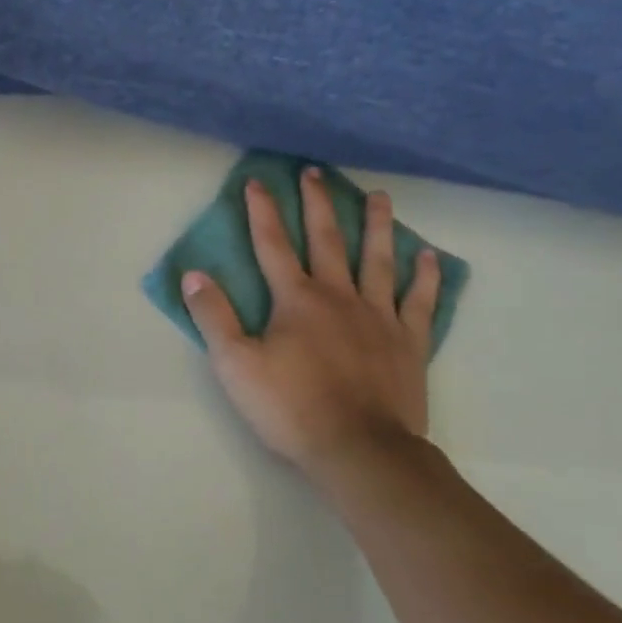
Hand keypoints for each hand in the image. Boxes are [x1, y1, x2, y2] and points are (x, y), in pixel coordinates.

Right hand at [181, 170, 438, 485]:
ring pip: (378, 259)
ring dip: (377, 225)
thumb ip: (213, 316)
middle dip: (317, 203)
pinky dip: (425, 277)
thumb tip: (193, 274)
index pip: (272, 245)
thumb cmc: (291, 407)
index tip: (256, 181)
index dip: (261, 212)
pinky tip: (428, 256)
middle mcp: (338, 296)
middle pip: (326, 239)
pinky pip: (419, 301)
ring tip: (379, 196)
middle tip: (315, 172)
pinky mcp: (408, 341)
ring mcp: (379, 316)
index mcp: (295, 300)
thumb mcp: (235, 365)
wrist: (360, 450)